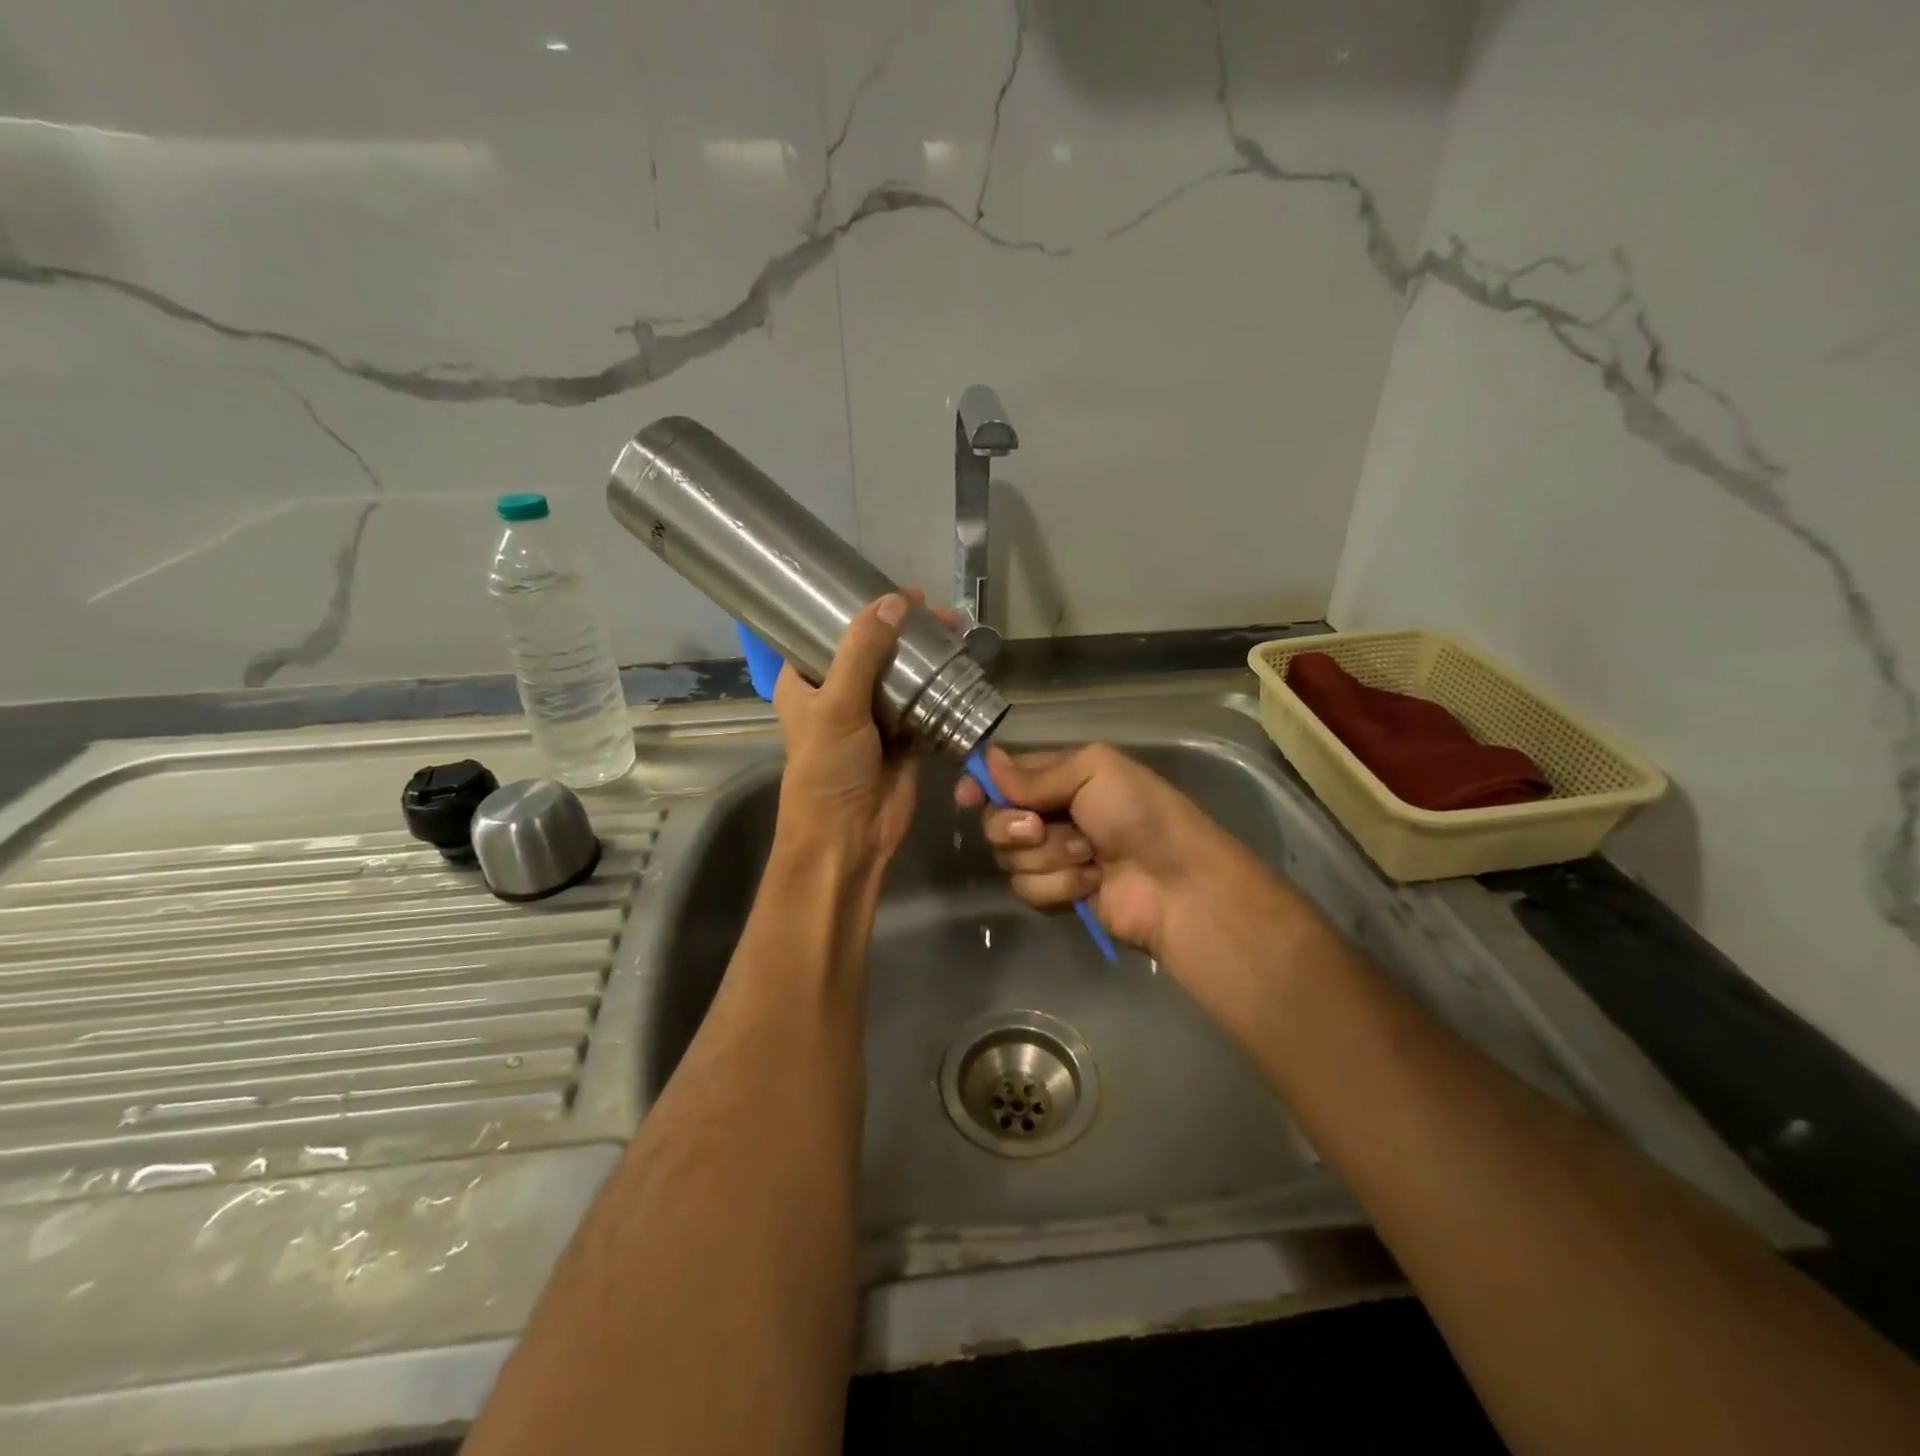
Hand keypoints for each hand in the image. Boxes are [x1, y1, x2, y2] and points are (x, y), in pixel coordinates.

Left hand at [772, 590, 952, 874]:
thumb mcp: (837, 705)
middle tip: (937, 614)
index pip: (827, 633)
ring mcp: (872, 718)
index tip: (894, 590)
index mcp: (804, 683)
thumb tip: (893, 602)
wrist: (849, 838)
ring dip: (925, 658)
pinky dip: (940, 690)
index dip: (857, 609)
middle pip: (872, 651)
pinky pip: (923, 706)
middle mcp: (837, 695)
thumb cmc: (828, 770)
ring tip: (955, 633)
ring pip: (901, 677)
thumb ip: (862, 652)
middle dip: (903, 631)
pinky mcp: (903, 739)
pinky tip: (962, 668)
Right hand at [953, 743, 1225, 956]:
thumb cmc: (1139, 814)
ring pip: (1010, 858)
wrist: (1176, 883)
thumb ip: (1036, 772)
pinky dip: (1059, 885)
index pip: (1005, 777)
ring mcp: (1054, 857)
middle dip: (1015, 826)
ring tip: (1089, 856)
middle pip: (997, 820)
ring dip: (1049, 858)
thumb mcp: (1093, 771)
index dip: (982, 785)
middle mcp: (1052, 814)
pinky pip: (1026, 889)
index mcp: (1062, 777)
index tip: (968, 797)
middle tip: (1041, 828)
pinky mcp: (1057, 894)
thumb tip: (987, 761)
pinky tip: (1092, 882)